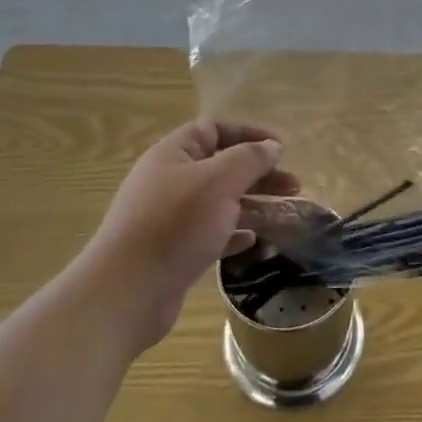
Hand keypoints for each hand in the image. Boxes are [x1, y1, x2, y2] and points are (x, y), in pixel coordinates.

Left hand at [83, 121, 299, 351]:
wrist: (127, 291)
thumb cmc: (175, 224)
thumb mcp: (219, 181)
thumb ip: (249, 159)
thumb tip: (272, 146)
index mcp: (174, 155)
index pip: (214, 130)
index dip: (249, 134)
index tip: (281, 149)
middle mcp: (170, 181)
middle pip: (221, 167)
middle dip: (259, 174)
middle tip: (294, 186)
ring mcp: (170, 218)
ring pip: (220, 202)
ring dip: (253, 205)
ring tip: (286, 216)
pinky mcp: (174, 251)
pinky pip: (211, 233)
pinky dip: (234, 233)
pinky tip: (254, 241)